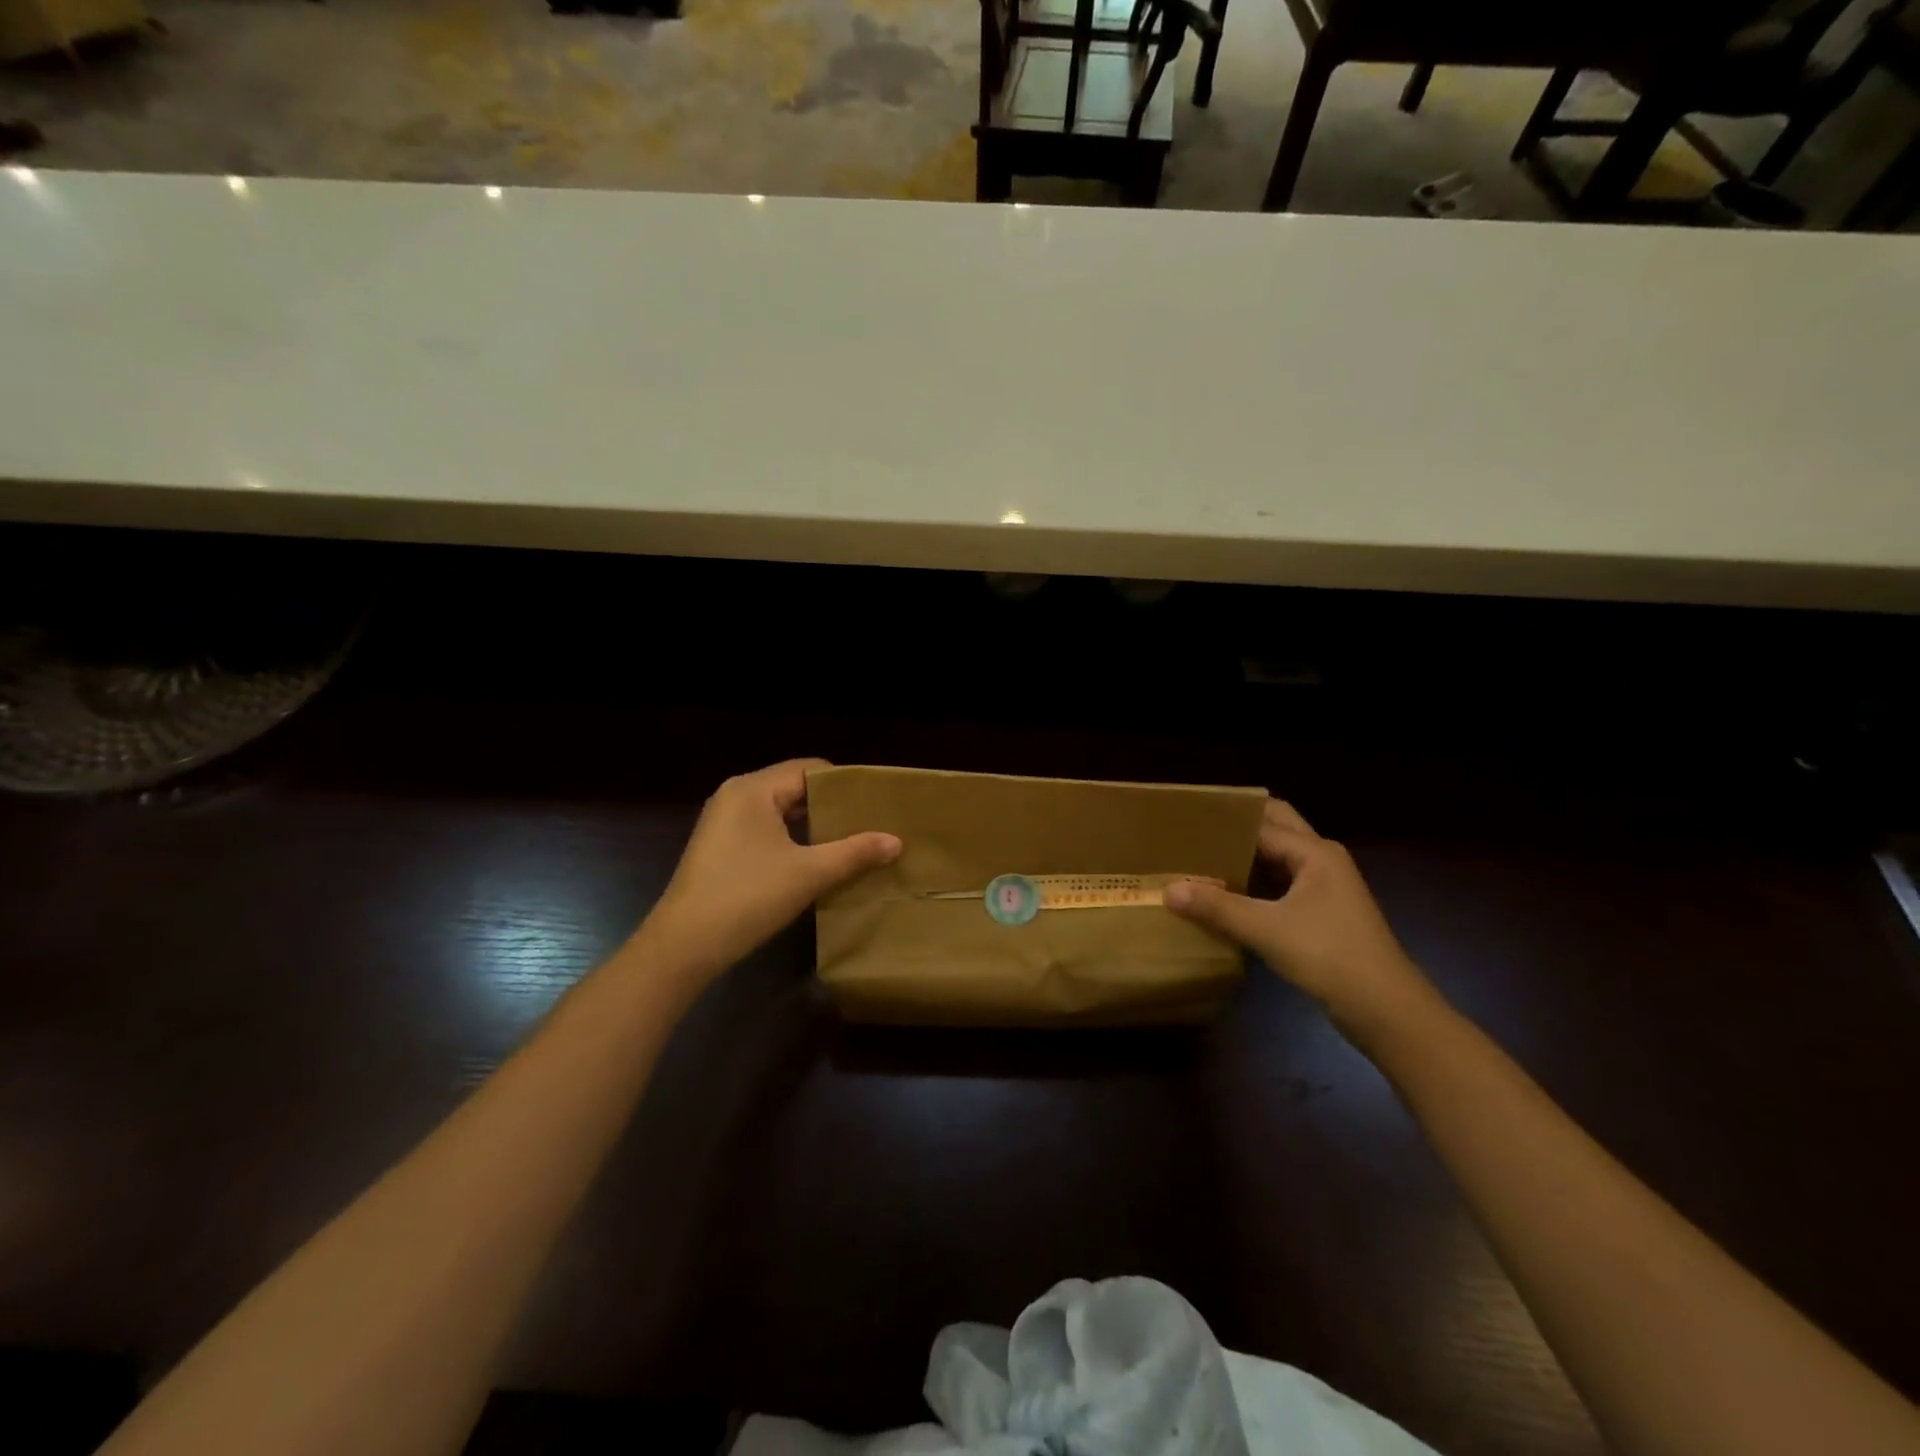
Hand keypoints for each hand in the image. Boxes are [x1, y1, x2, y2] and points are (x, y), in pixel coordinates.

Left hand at [635, 759, 900, 981]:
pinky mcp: (719, 848)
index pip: (809, 769)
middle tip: (869, 823)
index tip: (876, 803)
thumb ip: (854, 853)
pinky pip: (764, 830)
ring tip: (851, 842)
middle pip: (794, 787)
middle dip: (831, 806)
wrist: (683, 946)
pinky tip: (816, 861)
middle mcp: (735, 796)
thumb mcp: (809, 874)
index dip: (845, 784)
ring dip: (813, 825)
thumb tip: (896, 841)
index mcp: (753, 789)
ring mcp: (723, 822)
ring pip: (779, 811)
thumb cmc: (747, 897)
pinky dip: (792, 839)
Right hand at [1165, 800, 1435, 1036]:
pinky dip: (1256, 879)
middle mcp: (1322, 859)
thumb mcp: (1266, 930)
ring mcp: (1325, 886)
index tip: (1186, 818)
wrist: (1387, 1010)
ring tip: (1202, 854)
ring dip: (1246, 852)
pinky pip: (1282, 881)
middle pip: (1276, 827)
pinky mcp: (1323, 911)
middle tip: (1194, 828)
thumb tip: (1167, 890)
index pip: (1260, 822)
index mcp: (1314, 852)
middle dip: (1238, 824)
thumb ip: (1217, 908)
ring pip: (1279, 856)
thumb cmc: (1330, 957)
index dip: (1224, 819)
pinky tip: (1227, 891)